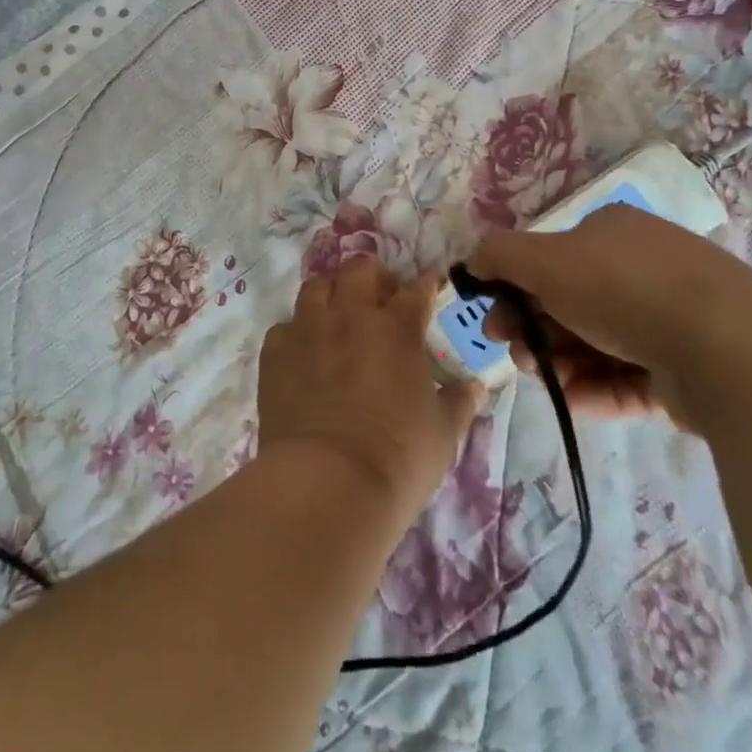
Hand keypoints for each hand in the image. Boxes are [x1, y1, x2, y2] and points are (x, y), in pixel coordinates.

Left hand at [258, 258, 485, 519]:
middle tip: (381, 297)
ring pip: (316, 286)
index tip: (430, 284)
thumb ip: (460, 402)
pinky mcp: (274, 354)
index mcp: (396, 328)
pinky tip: (305, 352)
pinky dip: (297, 332)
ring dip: (331, 292)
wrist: (327, 481)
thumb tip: (477, 387)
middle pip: (359, 270)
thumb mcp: (443, 432)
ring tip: (338, 314)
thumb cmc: (398, 456)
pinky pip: (284, 326)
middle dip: (374, 275)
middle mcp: (349, 316)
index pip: (416, 290)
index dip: (426, 284)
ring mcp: (307, 331)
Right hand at [467, 206, 713, 429]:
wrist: (725, 346)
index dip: (515, 290)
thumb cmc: (621, 288)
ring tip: (547, 380)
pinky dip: (597, 389)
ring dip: (560, 363)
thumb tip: (473, 260)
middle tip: (518, 354)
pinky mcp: (689, 370)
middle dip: (535, 331)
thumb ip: (499, 254)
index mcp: (613, 233)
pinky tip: (573, 400)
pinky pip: (630, 379)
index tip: (494, 320)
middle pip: (570, 304)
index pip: (552, 260)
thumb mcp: (543, 260)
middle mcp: (644, 270)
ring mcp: (671, 321)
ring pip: (597, 344)